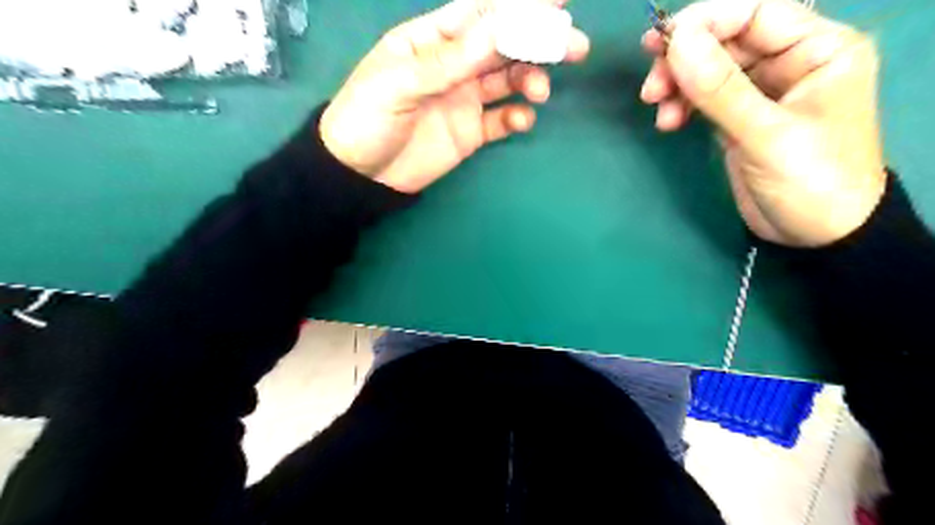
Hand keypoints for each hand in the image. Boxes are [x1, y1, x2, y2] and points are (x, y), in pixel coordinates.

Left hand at [318, 0, 586, 191]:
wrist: (360, 175)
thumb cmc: (367, 118)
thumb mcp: (402, 83)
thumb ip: (451, 59)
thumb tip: (501, 27)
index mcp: (431, 41)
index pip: (479, 15)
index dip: (517, 6)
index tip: (557, 2)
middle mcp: (453, 65)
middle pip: (502, 46)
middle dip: (538, 42)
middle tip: (573, 46)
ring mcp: (464, 99)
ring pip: (507, 81)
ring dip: (530, 79)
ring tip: (540, 90)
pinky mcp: (470, 132)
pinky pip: (501, 120)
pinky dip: (516, 118)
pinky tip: (522, 120)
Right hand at [640, 1, 884, 246]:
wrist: (817, 236)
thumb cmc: (811, 182)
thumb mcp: (767, 135)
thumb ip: (722, 89)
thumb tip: (677, 42)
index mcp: (818, 48)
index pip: (755, 12)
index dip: (705, 22)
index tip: (660, 45)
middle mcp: (790, 61)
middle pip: (726, 40)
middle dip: (684, 61)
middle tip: (651, 88)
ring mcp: (762, 91)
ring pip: (710, 70)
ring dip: (677, 85)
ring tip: (657, 110)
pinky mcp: (740, 117)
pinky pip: (705, 98)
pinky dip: (682, 105)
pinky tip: (669, 123)